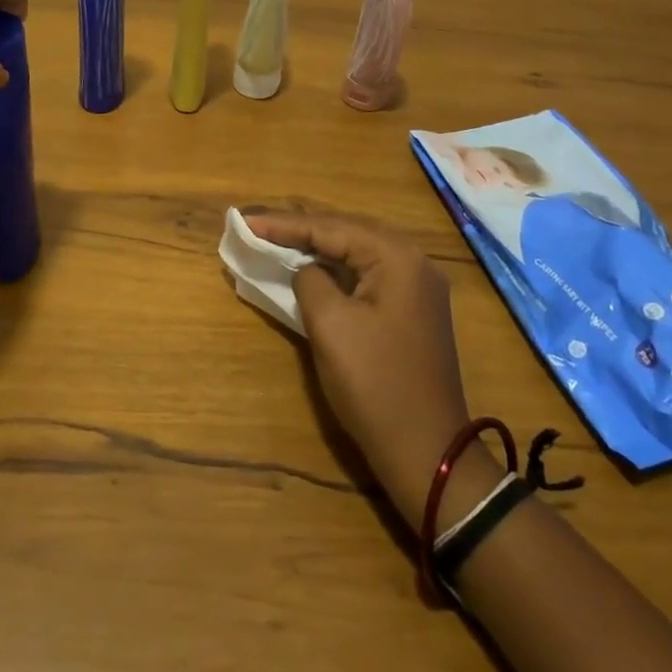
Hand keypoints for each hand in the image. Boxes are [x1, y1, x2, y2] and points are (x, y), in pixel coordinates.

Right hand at [243, 212, 480, 527]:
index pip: (331, 227)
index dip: (284, 224)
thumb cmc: (374, 384)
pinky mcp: (412, 310)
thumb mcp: (330, 325)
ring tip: (277, 239)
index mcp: (397, 257)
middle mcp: (413, 261)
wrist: (426, 451)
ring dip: (318, 247)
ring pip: (357, 252)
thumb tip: (308, 270)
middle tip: (257, 224)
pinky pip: (367, 275)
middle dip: (300, 228)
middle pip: (347, 232)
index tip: (244, 220)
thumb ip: (311, 280)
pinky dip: (336, 270)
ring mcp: (417, 287)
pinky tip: (312, 269)